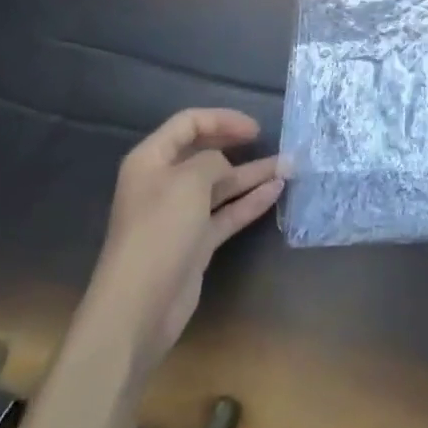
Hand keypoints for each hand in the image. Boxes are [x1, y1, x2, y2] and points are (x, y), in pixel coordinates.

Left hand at [95, 109, 286, 366]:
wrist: (139, 307)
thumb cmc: (160, 231)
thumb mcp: (189, 181)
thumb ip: (212, 161)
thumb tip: (223, 166)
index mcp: (151, 160)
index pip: (188, 124)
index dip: (222, 120)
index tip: (254, 129)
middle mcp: (164, 183)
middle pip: (204, 153)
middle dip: (237, 146)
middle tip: (267, 141)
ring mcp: (180, 215)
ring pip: (221, 185)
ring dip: (251, 175)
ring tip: (288, 166)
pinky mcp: (195, 242)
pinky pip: (227, 212)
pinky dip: (250, 201)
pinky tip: (276, 191)